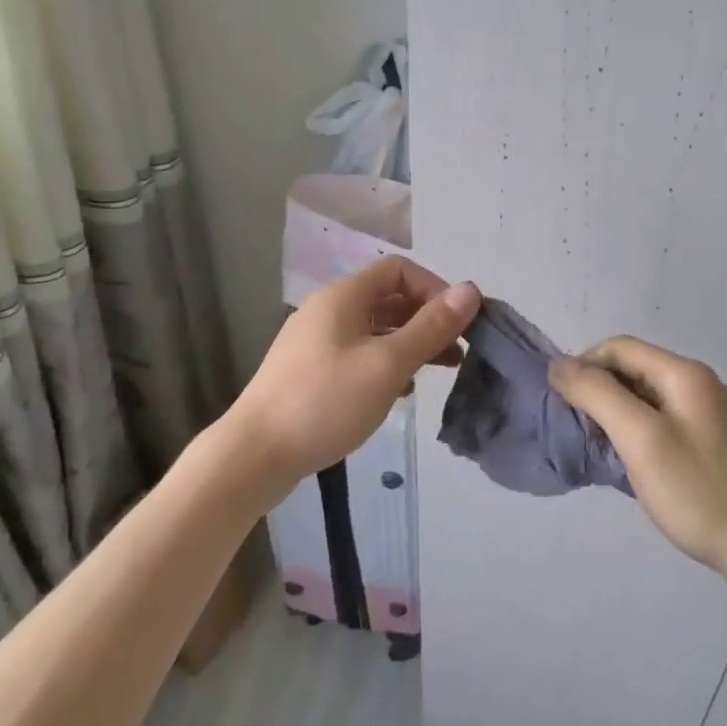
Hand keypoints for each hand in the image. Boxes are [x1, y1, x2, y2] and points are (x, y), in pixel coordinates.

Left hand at [229, 257, 479, 500]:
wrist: (255, 455)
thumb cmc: (325, 402)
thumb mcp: (387, 364)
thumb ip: (431, 327)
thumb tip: (471, 290)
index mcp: (343, 296)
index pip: (399, 270)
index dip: (435, 289)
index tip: (459, 324)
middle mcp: (328, 309)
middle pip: (389, 298)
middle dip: (427, 319)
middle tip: (459, 350)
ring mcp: (316, 341)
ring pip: (376, 328)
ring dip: (411, 342)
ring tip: (443, 370)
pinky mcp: (311, 371)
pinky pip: (359, 353)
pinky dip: (387, 362)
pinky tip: (402, 391)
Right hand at [548, 337, 726, 580]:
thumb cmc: (697, 490)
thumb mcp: (640, 438)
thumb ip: (597, 394)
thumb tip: (558, 364)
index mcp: (685, 373)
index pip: (620, 348)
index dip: (584, 365)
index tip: (562, 401)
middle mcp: (699, 383)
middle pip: (633, 369)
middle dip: (598, 390)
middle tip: (578, 427)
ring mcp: (709, 413)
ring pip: (646, 396)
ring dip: (615, 412)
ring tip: (598, 446)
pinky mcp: (712, 441)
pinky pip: (662, 419)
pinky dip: (636, 430)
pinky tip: (629, 459)